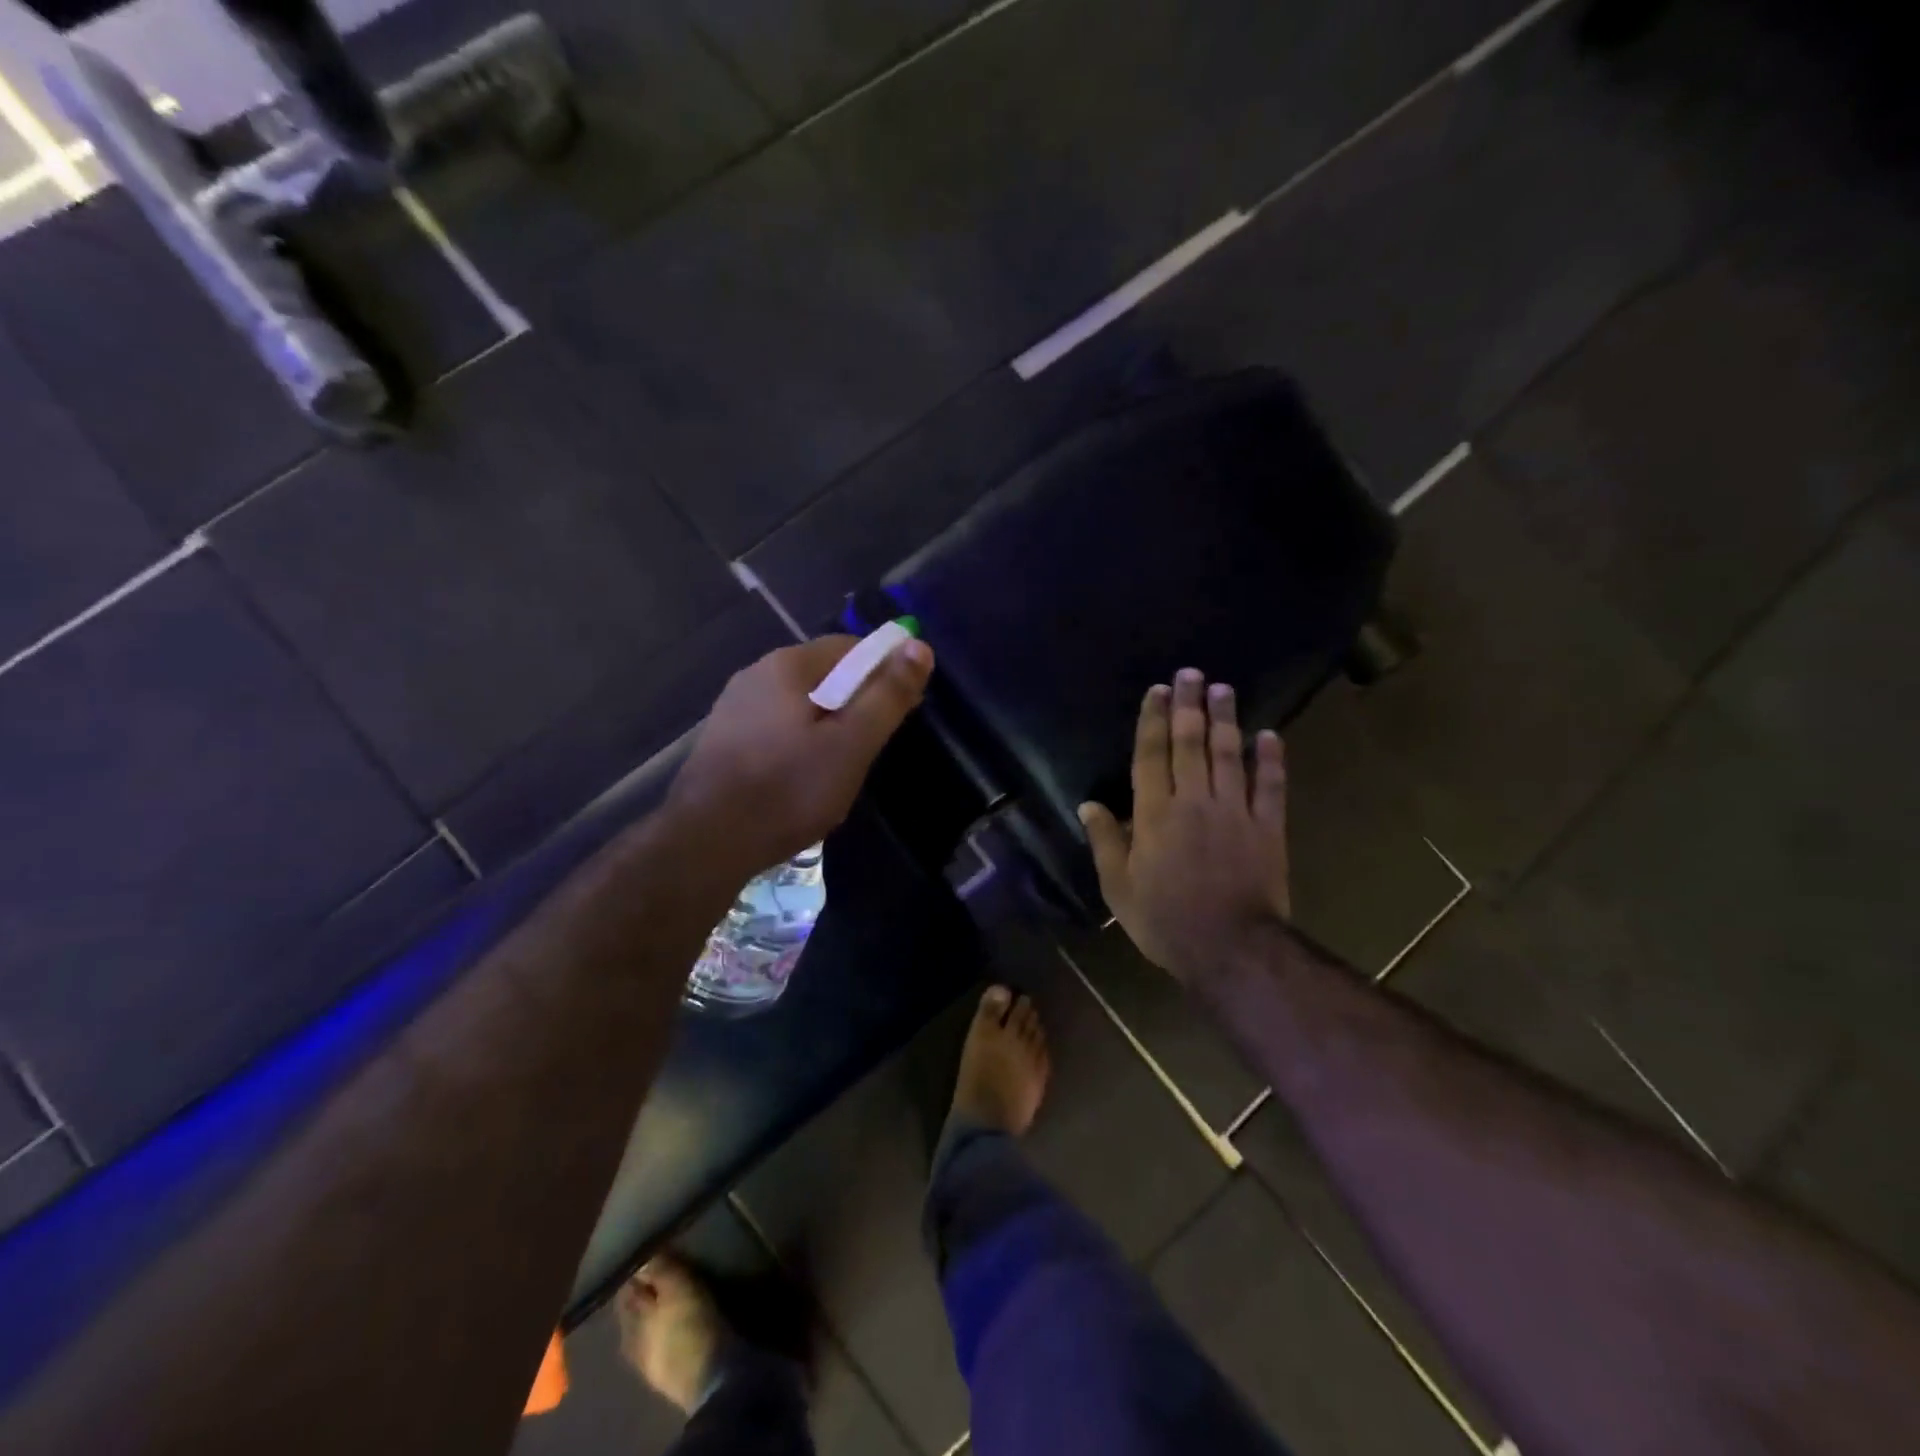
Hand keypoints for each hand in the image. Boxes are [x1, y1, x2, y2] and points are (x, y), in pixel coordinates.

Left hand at [668, 635, 933, 880]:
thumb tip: (918, 646)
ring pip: (800, 705)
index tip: (903, 710)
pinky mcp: (724, 739)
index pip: (852, 647)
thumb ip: (887, 695)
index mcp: (788, 665)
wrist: (707, 843)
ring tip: (840, 769)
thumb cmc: (789, 790)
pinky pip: (777, 728)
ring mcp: (735, 707)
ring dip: (828, 727)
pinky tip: (801, 778)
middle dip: (856, 704)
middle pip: (825, 675)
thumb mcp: (852, 744)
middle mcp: (756, 673)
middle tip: (872, 748)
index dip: (885, 673)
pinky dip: (800, 743)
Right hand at [1079, 669, 1290, 981]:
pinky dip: (1271, 760)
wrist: (1230, 948)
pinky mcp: (1267, 828)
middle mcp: (1194, 801)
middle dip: (1189, 706)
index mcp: (1155, 814)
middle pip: (1190, 743)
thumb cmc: (1165, 919)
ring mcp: (1235, 811)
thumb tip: (1088, 805)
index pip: (1151, 755)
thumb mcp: (1119, 887)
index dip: (1153, 720)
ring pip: (1229, 755)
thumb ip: (1105, 842)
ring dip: (1226, 719)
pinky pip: (1270, 787)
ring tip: (1224, 689)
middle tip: (1191, 674)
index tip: (1157, 691)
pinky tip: (1270, 735)